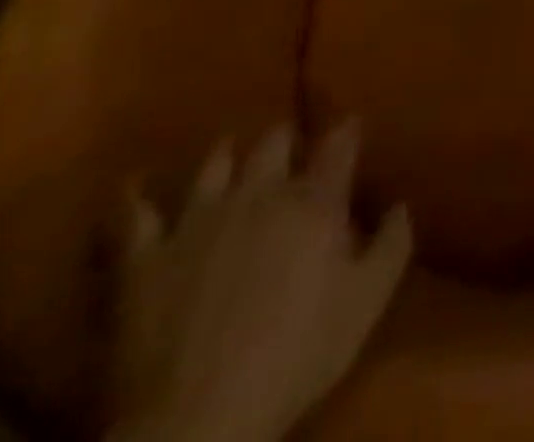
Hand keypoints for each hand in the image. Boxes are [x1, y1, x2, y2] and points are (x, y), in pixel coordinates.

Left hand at [109, 121, 411, 441]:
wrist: (197, 419)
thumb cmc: (296, 355)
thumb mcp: (366, 303)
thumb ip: (392, 244)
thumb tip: (400, 204)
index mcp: (314, 201)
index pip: (338, 145)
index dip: (347, 129)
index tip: (352, 122)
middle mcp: (259, 193)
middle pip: (274, 143)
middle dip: (285, 137)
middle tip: (291, 143)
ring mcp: (198, 220)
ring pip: (215, 164)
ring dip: (226, 154)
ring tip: (230, 150)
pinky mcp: (144, 257)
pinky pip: (133, 215)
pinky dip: (134, 196)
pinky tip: (134, 183)